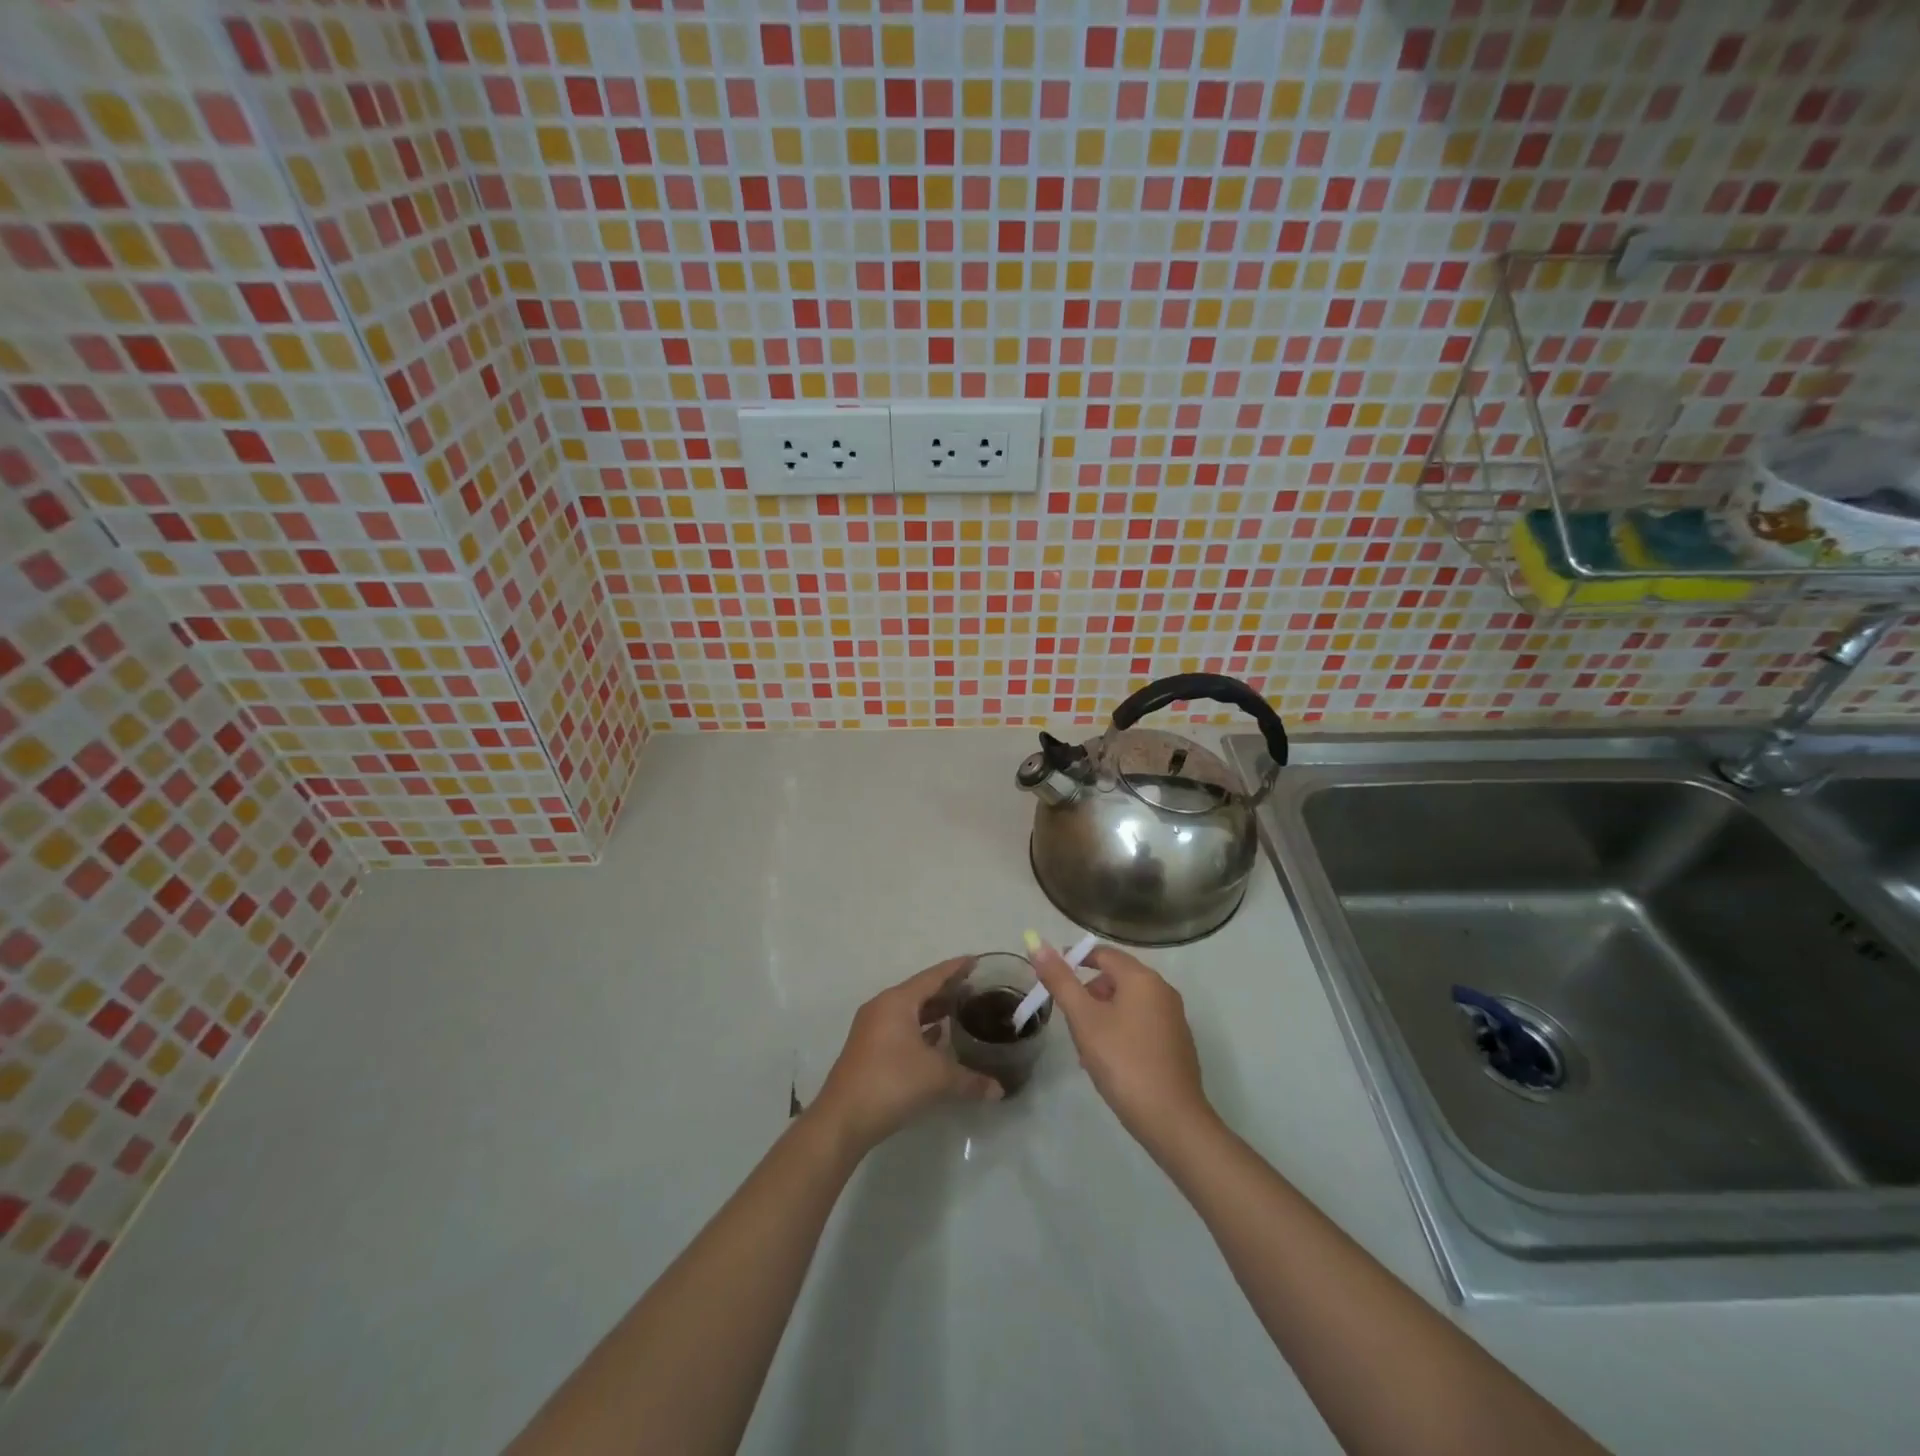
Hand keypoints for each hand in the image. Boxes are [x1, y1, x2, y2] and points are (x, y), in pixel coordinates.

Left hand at [812, 957, 1002, 1154]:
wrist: (843, 1119)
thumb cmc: (892, 1082)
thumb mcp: (937, 1078)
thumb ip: (970, 1080)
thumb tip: (999, 1090)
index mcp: (897, 1002)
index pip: (932, 976)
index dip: (955, 968)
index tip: (975, 960)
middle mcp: (882, 1007)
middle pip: (919, 991)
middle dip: (946, 990)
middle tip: (974, 988)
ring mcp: (871, 1029)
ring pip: (908, 1011)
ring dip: (932, 1011)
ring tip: (959, 1012)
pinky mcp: (868, 1049)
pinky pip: (900, 1028)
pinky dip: (920, 1029)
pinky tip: (937, 1039)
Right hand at [1032, 943, 1215, 1156]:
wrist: (1172, 1120)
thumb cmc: (1123, 1062)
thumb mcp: (1084, 1020)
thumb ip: (1060, 980)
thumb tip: (1037, 944)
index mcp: (1142, 978)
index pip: (1102, 953)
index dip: (1074, 960)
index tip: (1052, 979)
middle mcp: (1162, 990)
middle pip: (1116, 978)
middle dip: (1088, 995)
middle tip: (1070, 1022)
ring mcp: (1173, 1018)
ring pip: (1127, 1004)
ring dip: (1102, 1016)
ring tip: (1085, 1048)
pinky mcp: (1177, 1044)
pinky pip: (1141, 1024)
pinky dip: (1120, 1032)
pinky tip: (1109, 1063)